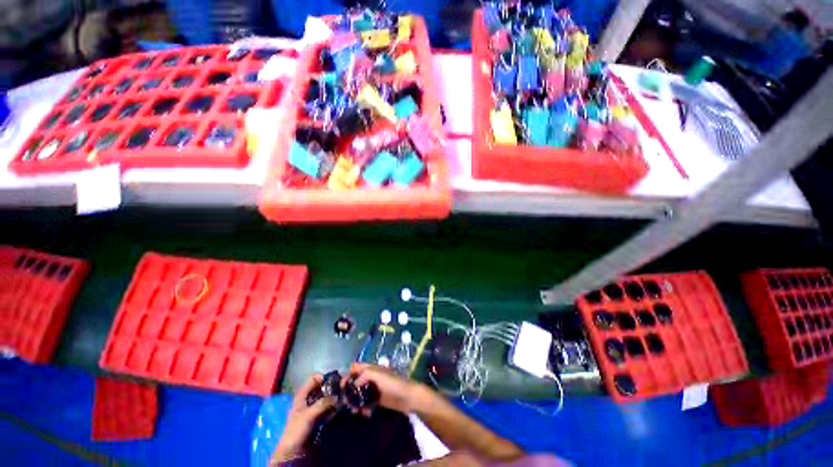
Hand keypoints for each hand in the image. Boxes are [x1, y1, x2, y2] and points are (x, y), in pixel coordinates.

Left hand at [271, 373, 336, 463]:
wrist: (292, 451)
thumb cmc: (296, 430)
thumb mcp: (308, 415)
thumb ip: (322, 403)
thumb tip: (337, 395)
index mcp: (302, 394)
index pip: (313, 378)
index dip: (323, 377)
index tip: (334, 381)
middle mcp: (308, 398)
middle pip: (321, 386)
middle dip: (331, 387)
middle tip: (342, 389)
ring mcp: (313, 407)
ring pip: (326, 396)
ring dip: (334, 396)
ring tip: (342, 398)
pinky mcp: (318, 415)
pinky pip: (328, 406)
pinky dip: (333, 405)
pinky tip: (339, 407)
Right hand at [349, 363, 425, 413]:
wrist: (408, 397)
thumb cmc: (393, 382)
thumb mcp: (378, 374)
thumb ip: (364, 375)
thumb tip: (353, 384)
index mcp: (372, 368)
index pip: (357, 367)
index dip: (348, 374)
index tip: (340, 385)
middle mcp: (372, 377)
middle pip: (356, 381)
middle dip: (349, 390)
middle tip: (343, 400)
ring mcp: (374, 389)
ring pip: (360, 393)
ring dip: (355, 401)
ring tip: (352, 410)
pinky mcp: (377, 401)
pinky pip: (366, 403)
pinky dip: (363, 408)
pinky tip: (363, 413)